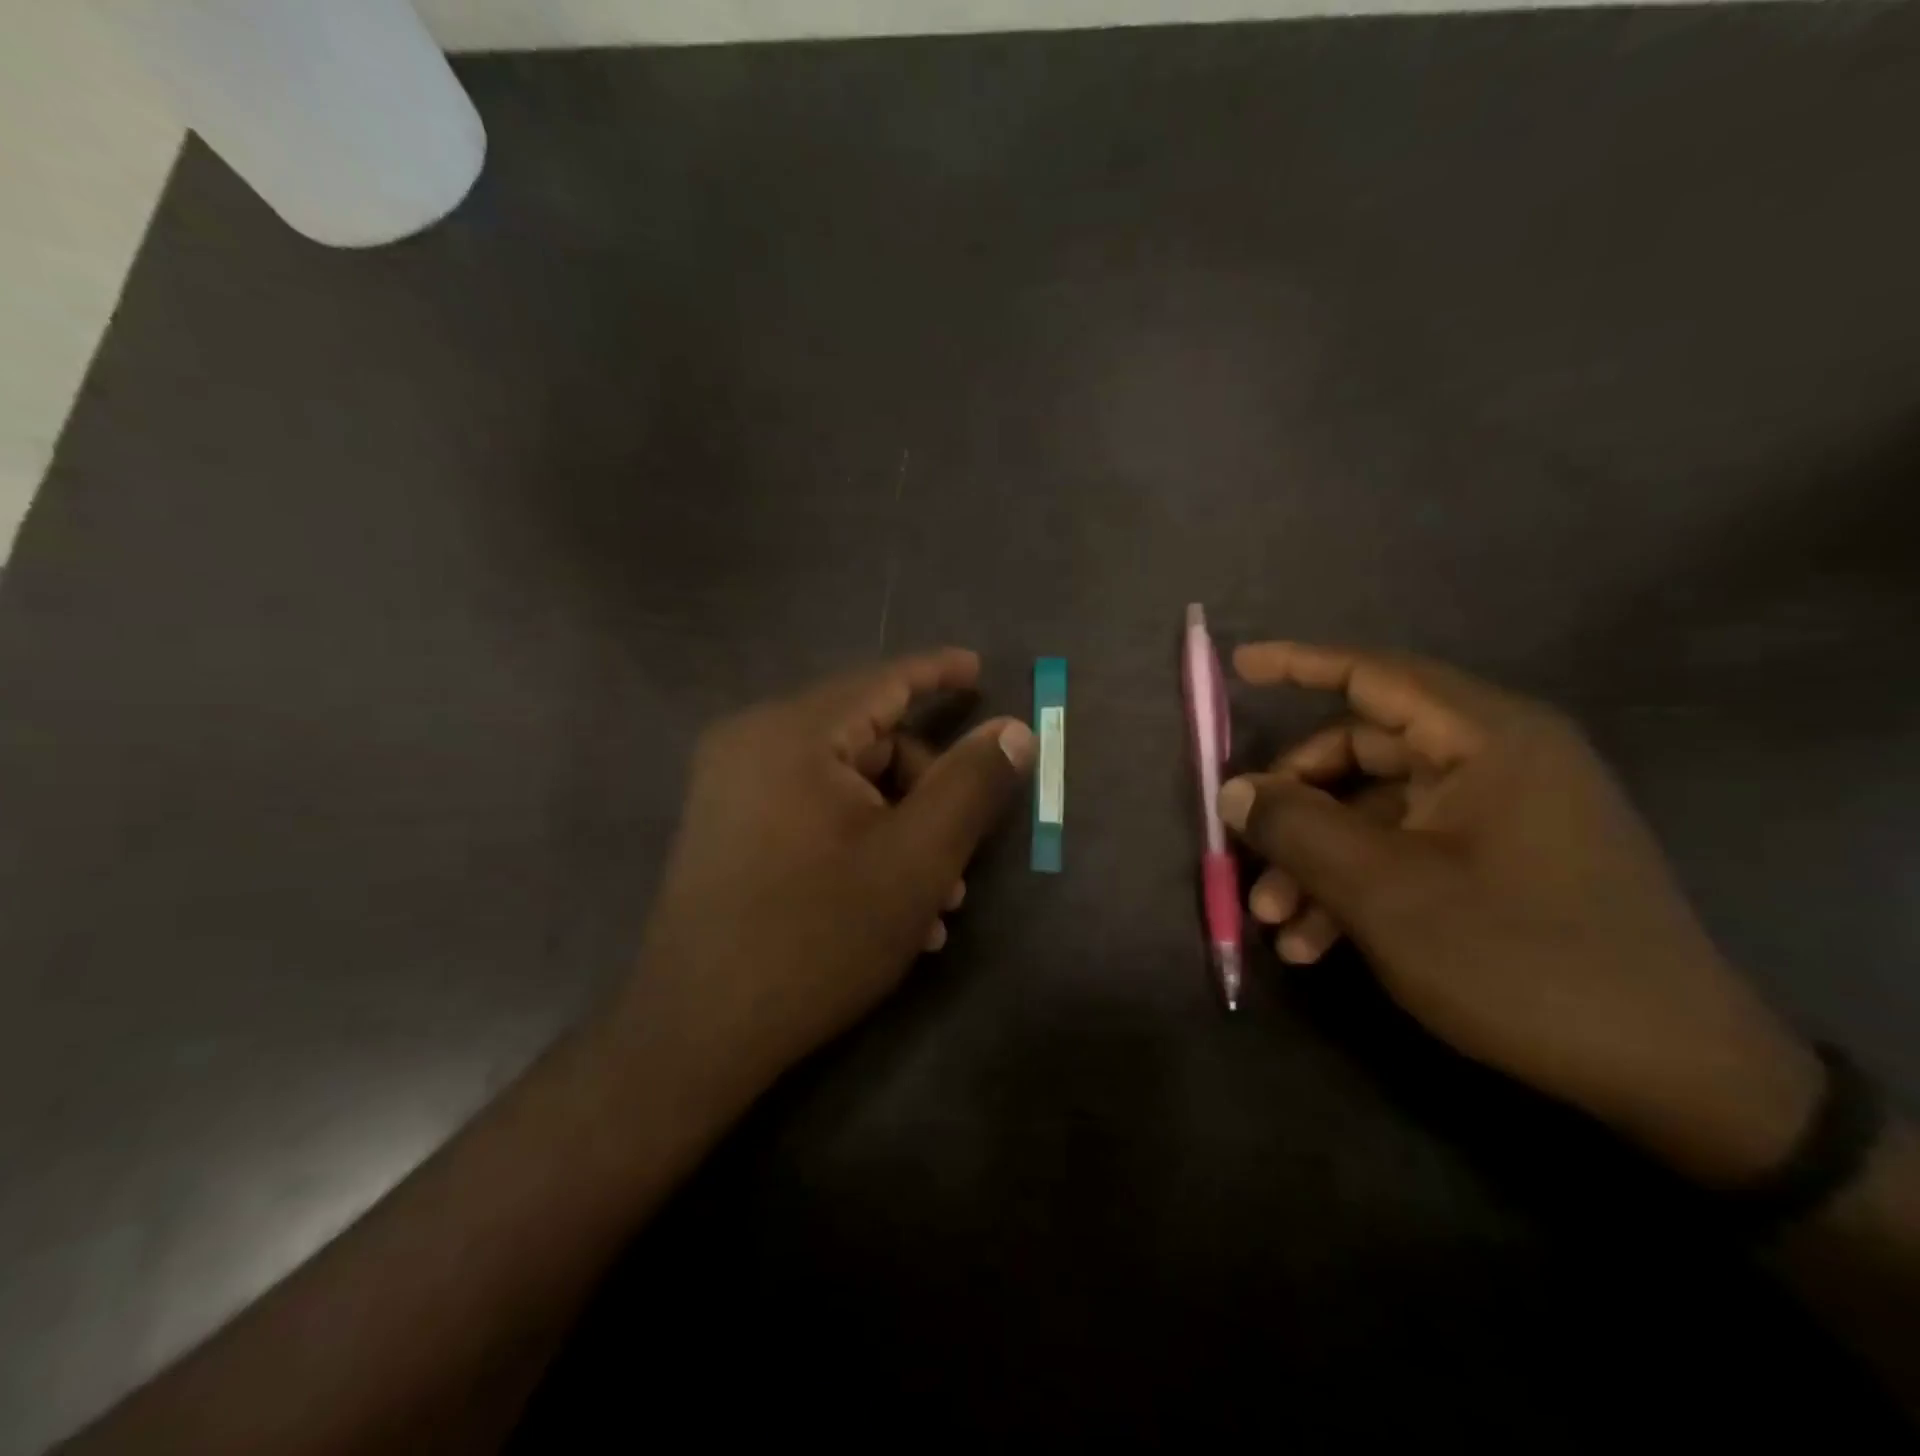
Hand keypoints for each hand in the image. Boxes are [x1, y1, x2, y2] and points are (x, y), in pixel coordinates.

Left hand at [613, 649, 1035, 1117]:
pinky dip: (859, 843)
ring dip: (900, 831)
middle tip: (962, 857)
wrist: (695, 1034)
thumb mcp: (917, 860)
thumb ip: (971, 784)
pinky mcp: (728, 830)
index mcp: (792, 734)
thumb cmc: (817, 937)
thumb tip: (1013, 729)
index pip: (882, 682)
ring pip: (845, 786)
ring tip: (936, 902)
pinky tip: (891, 909)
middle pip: (867, 741)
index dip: (937, 673)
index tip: (980, 668)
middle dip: (926, 792)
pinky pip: (812, 813)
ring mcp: (733, 790)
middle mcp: (753, 745)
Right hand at [1219, 641, 1819, 1186]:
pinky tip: (1315, 945)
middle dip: (1294, 807)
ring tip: (1275, 922)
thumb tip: (1233, 790)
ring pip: (1375, 814)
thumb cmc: (1519, 958)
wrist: (1674, 1077)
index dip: (1298, 664)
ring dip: (1316, 861)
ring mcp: (1501, 817)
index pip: (1375, 675)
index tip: (1237, 665)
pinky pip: (1407, 853)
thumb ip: (1296, 827)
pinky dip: (1356, 888)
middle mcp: (1497, 762)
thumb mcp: (1384, 891)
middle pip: (1362, 754)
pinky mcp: (1502, 865)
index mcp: (1487, 739)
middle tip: (1245, 851)